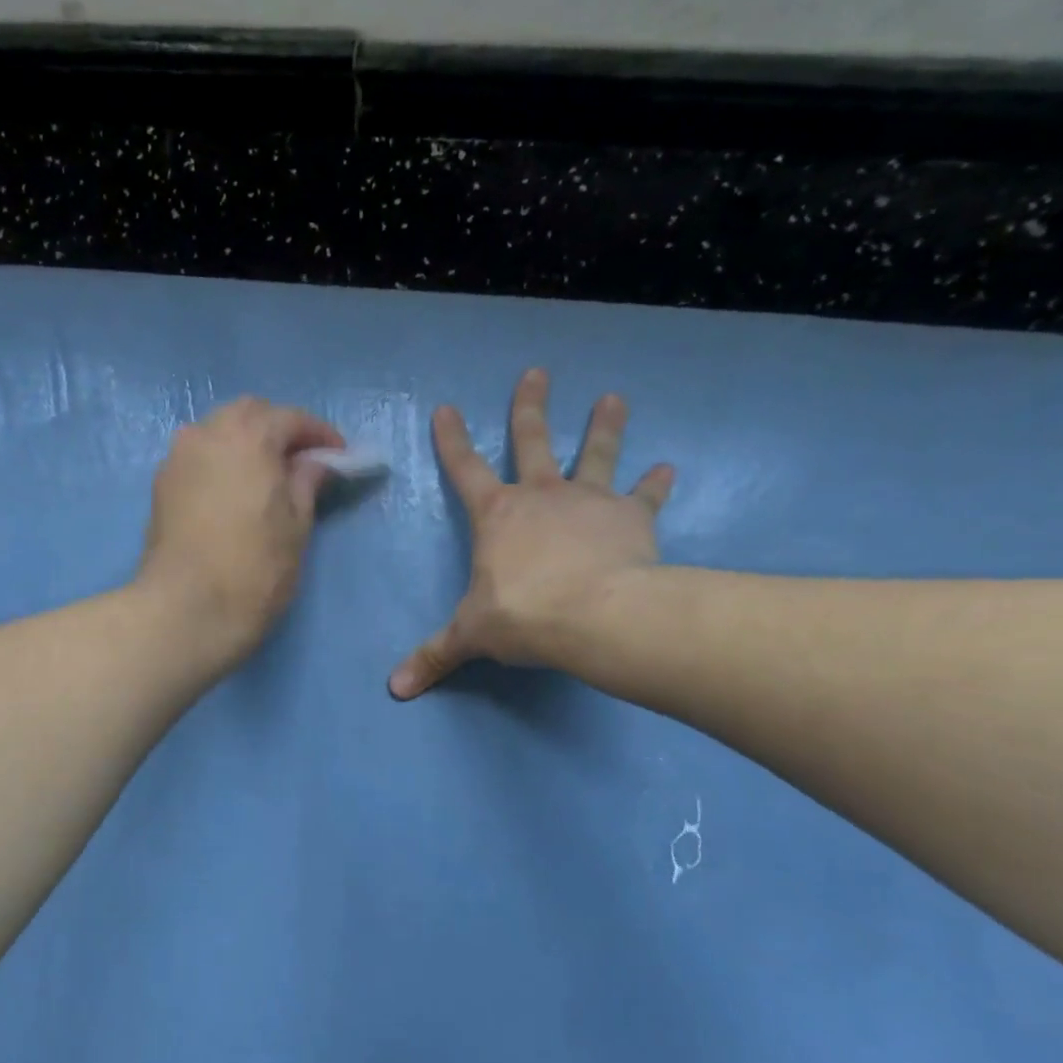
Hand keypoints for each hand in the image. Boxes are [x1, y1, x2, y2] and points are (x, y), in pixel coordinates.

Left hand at [139, 396, 344, 669]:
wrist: (186, 609)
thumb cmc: (254, 568)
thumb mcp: (297, 526)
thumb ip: (308, 483)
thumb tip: (315, 463)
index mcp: (248, 435)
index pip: (290, 418)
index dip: (320, 435)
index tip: (340, 456)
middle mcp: (206, 433)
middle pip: (249, 415)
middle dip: (279, 430)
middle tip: (303, 462)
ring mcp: (178, 457)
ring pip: (219, 432)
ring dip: (247, 443)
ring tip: (269, 476)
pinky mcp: (161, 485)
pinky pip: (200, 456)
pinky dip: (222, 461)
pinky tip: (236, 490)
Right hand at [388, 369, 674, 698]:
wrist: (595, 615)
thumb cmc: (523, 617)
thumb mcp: (471, 636)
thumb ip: (435, 656)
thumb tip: (395, 690)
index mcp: (497, 515)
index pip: (465, 468)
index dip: (452, 439)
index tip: (446, 408)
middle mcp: (541, 495)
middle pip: (532, 441)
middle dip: (530, 407)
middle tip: (537, 372)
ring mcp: (589, 500)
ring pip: (596, 453)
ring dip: (604, 426)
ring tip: (613, 398)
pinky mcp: (631, 517)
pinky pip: (644, 496)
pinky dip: (655, 484)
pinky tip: (667, 469)